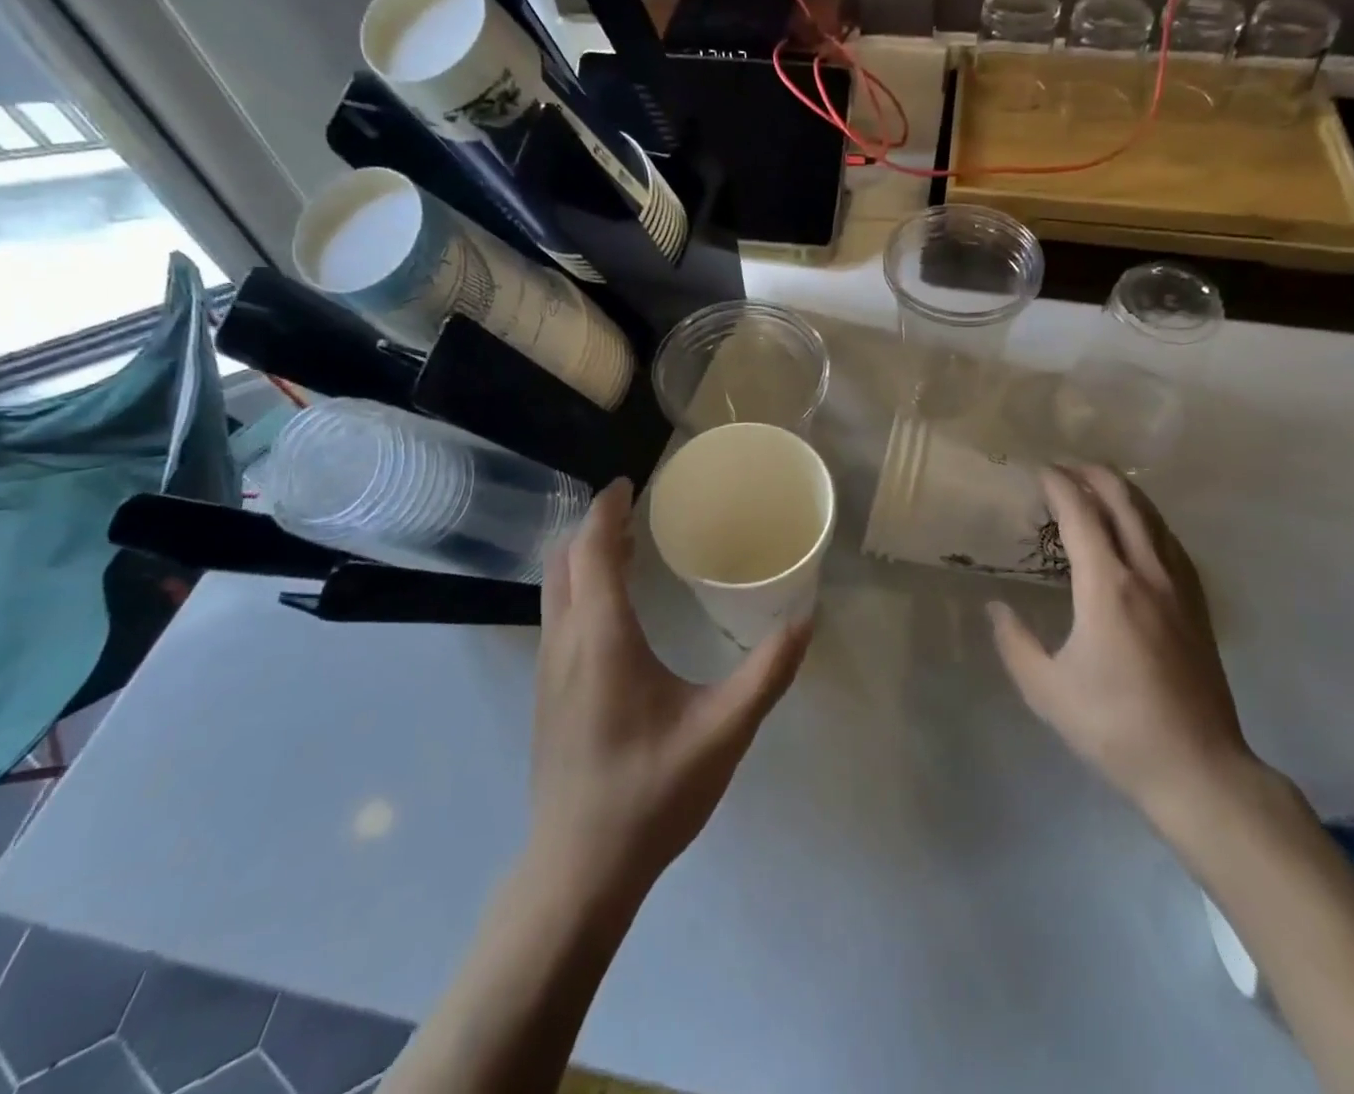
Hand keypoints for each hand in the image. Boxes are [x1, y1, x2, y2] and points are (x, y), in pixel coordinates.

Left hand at [530, 479, 812, 899]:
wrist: (578, 870)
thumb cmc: (652, 793)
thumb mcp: (723, 732)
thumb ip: (767, 673)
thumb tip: (806, 620)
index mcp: (603, 638)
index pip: (593, 550)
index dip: (606, 510)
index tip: (629, 483)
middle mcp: (566, 642)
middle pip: (565, 560)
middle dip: (595, 526)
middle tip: (637, 510)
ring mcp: (548, 669)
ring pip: (555, 588)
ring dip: (585, 556)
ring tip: (629, 546)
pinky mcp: (547, 692)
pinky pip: (558, 614)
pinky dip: (580, 586)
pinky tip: (616, 607)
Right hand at [988, 465, 1255, 820]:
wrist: (1197, 768)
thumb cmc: (1114, 727)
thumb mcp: (1046, 690)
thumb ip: (1014, 642)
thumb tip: (996, 607)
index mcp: (1107, 587)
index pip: (1081, 515)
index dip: (1058, 485)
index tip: (1039, 471)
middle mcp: (1148, 574)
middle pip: (1124, 502)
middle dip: (1093, 474)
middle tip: (1065, 466)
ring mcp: (1180, 588)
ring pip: (1153, 518)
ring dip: (1123, 492)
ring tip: (1097, 484)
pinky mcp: (1199, 605)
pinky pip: (1171, 542)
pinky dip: (1148, 519)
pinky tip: (1138, 528)